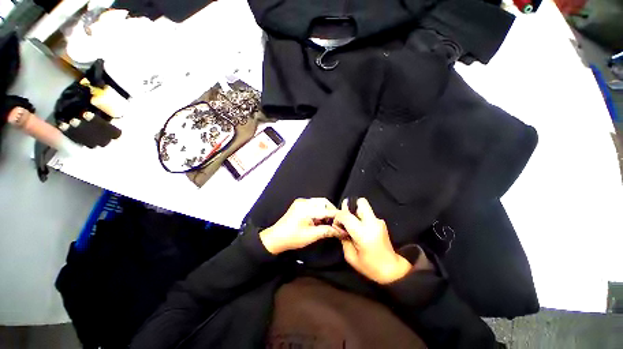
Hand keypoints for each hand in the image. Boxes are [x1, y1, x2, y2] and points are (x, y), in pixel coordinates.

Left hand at [260, 198, 341, 254]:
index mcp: (306, 209)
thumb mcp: (311, 236)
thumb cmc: (292, 238)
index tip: (345, 221)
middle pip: (324, 202)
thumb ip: (327, 231)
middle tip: (335, 222)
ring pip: (319, 203)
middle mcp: (304, 202)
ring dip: (325, 211)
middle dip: (331, 211)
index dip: (337, 216)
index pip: (326, 210)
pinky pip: (313, 204)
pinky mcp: (299, 204)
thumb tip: (340, 231)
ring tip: (327, 223)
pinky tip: (319, 220)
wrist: (276, 238)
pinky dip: (319, 211)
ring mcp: (301, 202)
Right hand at [334, 198, 411, 283]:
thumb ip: (343, 238)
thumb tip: (339, 227)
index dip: (338, 217)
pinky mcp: (381, 222)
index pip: (346, 215)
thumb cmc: (370, 267)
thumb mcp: (351, 256)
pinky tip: (360, 229)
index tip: (337, 224)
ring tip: (353, 225)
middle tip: (346, 219)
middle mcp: (372, 223)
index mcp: (363, 233)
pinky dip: (361, 217)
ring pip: (364, 206)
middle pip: (360, 202)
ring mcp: (378, 221)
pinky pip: (368, 214)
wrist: (392, 270)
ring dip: (356, 212)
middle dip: (350, 207)